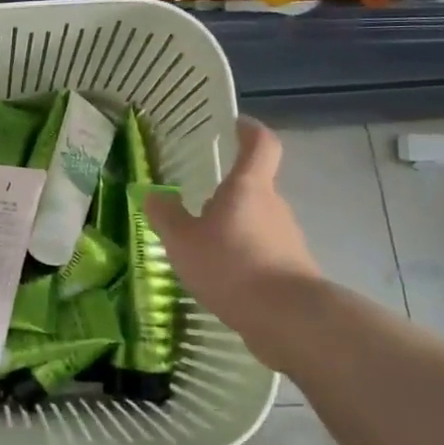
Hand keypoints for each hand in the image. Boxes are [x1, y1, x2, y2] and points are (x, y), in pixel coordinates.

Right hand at [143, 118, 324, 372]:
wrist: (289, 319)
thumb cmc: (232, 265)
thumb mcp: (183, 240)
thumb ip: (166, 216)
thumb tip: (152, 194)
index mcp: (249, 187)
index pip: (260, 144)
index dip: (249, 130)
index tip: (235, 125)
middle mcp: (274, 206)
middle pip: (254, 187)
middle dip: (228, 192)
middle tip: (195, 202)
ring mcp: (287, 239)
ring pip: (256, 222)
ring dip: (232, 228)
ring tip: (201, 248)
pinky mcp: (291, 270)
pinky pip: (261, 253)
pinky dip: (242, 258)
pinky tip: (220, 279)